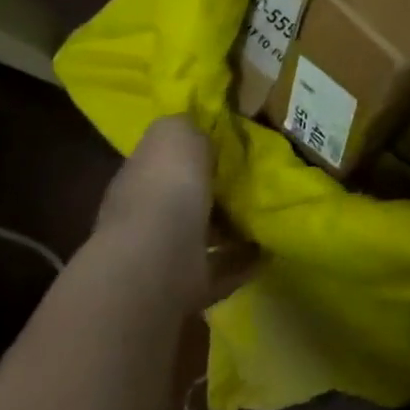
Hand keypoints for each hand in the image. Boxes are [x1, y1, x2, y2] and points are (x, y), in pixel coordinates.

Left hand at [94, 116, 255, 310]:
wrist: (158, 262)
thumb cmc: (166, 188)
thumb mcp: (174, 133)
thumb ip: (185, 125)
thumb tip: (195, 121)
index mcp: (139, 179)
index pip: (163, 162)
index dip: (191, 153)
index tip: (228, 145)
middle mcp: (145, 218)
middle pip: (183, 200)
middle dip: (213, 193)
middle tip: (254, 180)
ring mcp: (164, 256)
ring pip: (201, 235)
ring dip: (230, 228)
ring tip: (268, 215)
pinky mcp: (187, 287)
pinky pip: (222, 269)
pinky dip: (246, 260)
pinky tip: (271, 249)